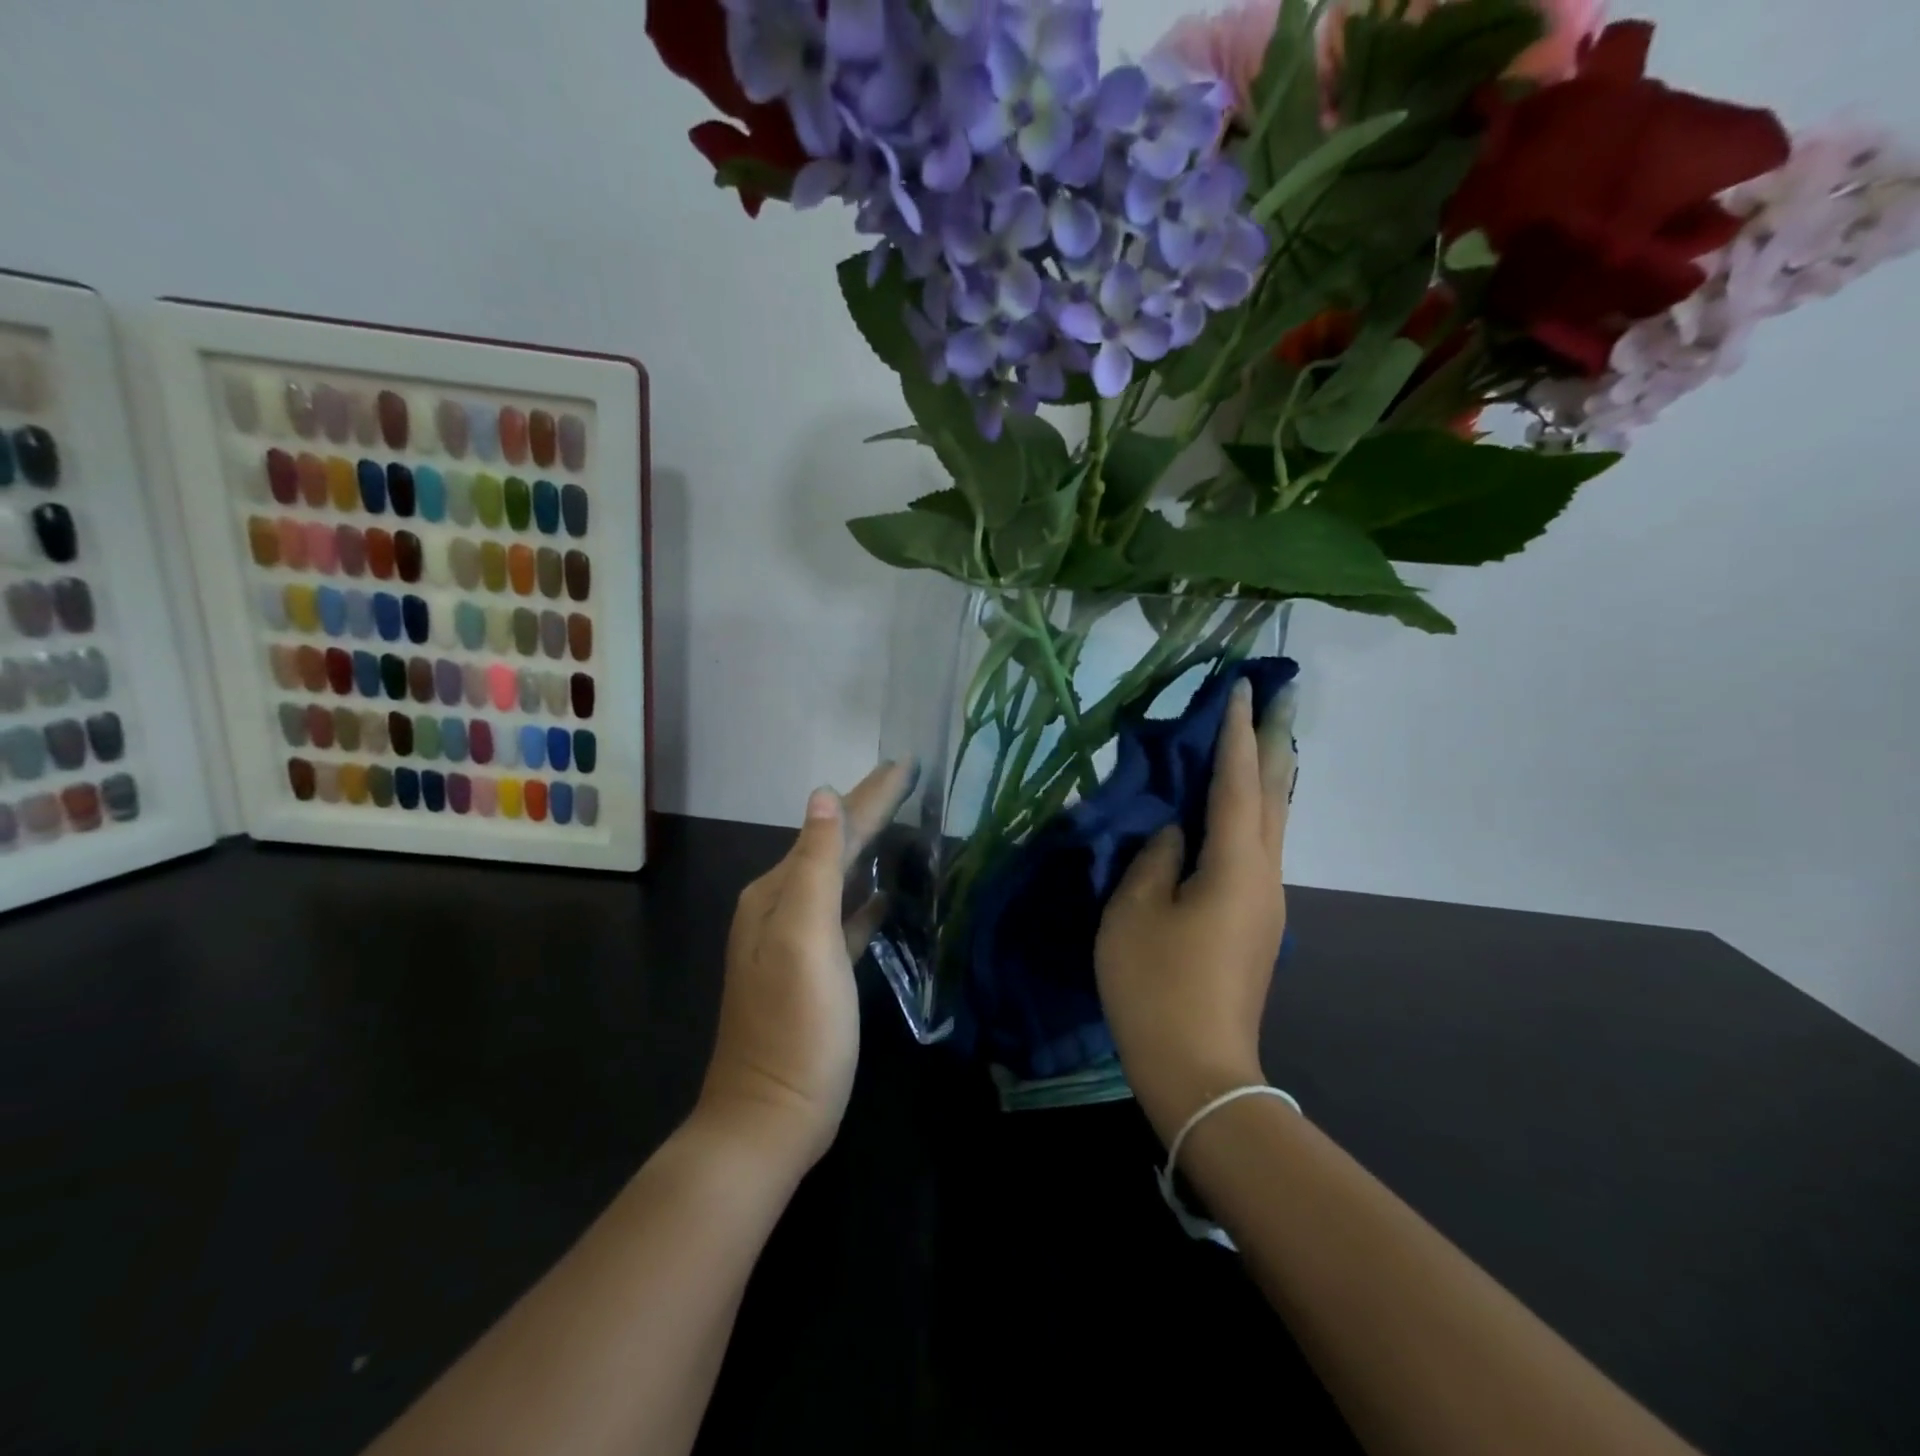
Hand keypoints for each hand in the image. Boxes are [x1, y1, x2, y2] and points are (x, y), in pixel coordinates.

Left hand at [698, 762, 911, 1169]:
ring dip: (867, 849)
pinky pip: (845, 919)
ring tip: (900, 823)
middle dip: (868, 811)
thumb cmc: (794, 1027)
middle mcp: (780, 908)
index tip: (905, 762)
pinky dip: (864, 899)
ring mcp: (796, 942)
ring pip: (839, 878)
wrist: (769, 1118)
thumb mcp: (803, 940)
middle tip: (906, 779)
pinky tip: (885, 895)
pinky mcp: (816, 973)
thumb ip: (814, 866)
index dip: (869, 795)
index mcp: (776, 894)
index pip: (830, 828)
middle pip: (833, 846)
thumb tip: (823, 797)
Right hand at [1095, 679, 1296, 1140]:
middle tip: (1279, 699)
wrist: (1198, 1070)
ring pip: (1271, 823)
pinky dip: (1251, 813)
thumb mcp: (1134, 912)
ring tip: (1259, 740)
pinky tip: (1237, 808)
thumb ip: (1154, 858)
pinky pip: (1258, 849)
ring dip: (1265, 777)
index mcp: (1236, 866)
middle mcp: (1265, 876)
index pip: (1237, 782)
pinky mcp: (1256, 923)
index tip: (1242, 688)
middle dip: (1274, 743)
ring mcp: (1266, 902)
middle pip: (1273, 795)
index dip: (1236, 733)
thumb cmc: (1156, 986)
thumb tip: (1175, 831)